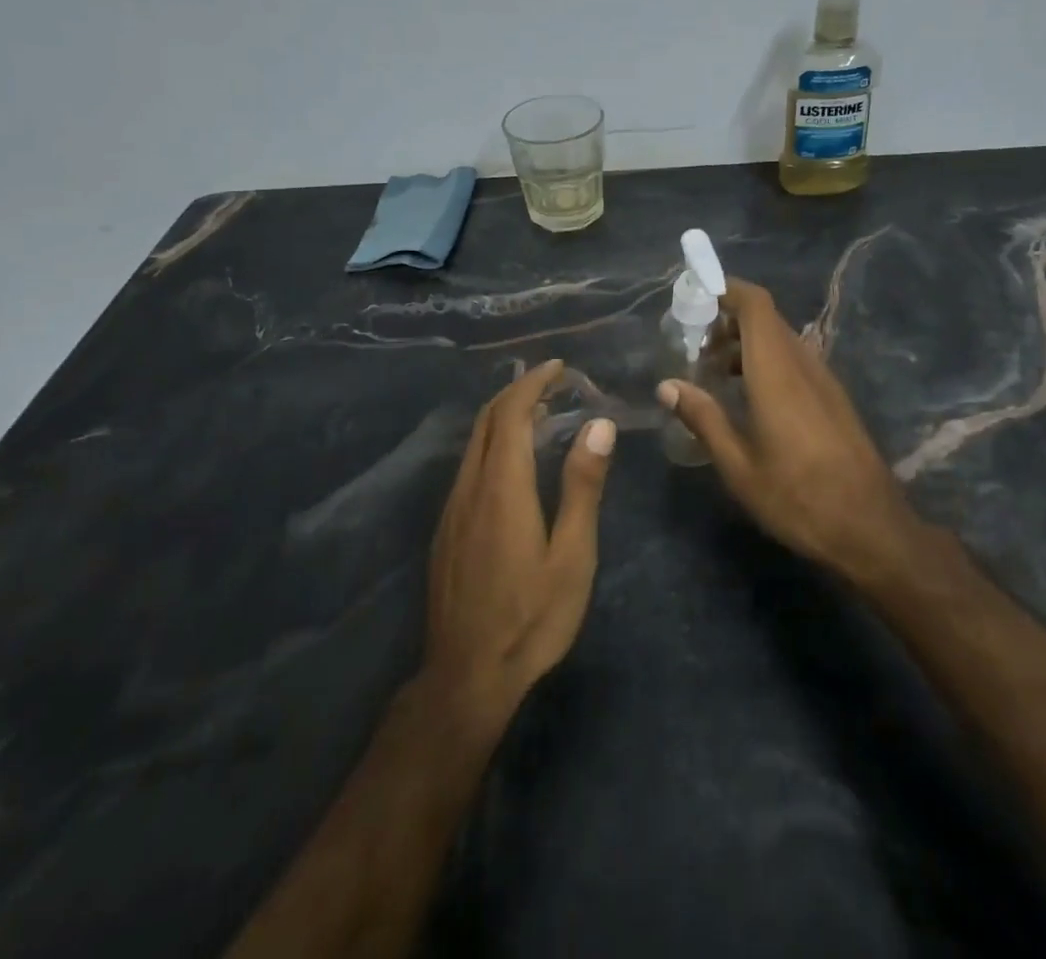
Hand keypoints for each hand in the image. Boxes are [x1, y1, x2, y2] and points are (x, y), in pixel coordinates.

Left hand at [425, 359, 615, 717]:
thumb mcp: (572, 555)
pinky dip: (493, 444)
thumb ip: (582, 486)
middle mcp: (470, 488)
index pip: (511, 413)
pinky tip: (514, 463)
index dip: (533, 383)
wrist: (466, 678)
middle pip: (487, 421)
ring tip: (541, 414)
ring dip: (504, 417)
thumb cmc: (531, 618)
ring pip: (474, 444)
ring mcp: (452, 510)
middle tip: (553, 383)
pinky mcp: (446, 531)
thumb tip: (599, 425)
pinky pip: (469, 467)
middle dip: (518, 391)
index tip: (559, 366)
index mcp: (502, 487)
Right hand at [657, 279, 922, 585]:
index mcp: (777, 371)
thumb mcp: (739, 466)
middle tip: (694, 345)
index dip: (726, 289)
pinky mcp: (833, 398)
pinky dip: (766, 361)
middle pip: (766, 318)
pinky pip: (794, 360)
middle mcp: (802, 364)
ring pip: (780, 339)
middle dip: (727, 319)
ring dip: (746, 343)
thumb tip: (667, 385)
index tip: (694, 297)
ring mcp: (823, 380)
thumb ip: (704, 418)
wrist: (872, 528)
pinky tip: (748, 397)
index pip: (756, 304)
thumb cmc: (798, 498)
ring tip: (713, 373)